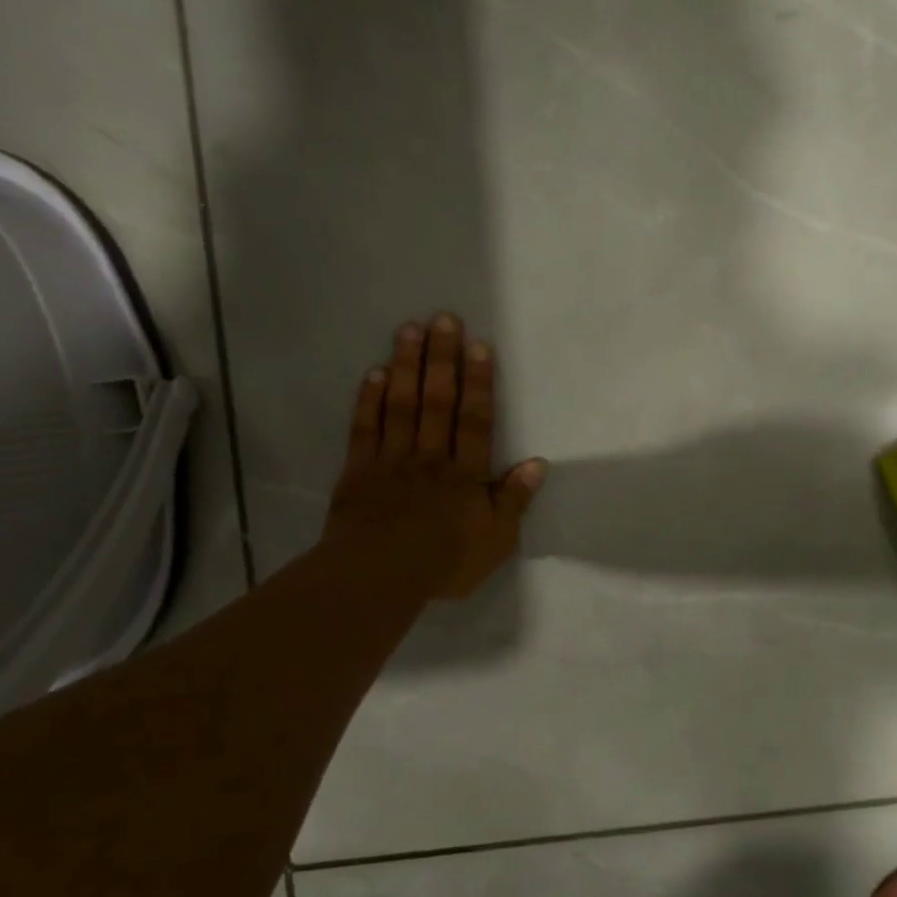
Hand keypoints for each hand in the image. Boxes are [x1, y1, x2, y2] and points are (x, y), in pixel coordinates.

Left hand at [324, 314, 546, 599]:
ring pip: (402, 405)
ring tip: (409, 329)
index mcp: (466, 474)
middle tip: (443, 318)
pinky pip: (366, 428)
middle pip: (438, 401)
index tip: (479, 345)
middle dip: (442, 359)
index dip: (479, 382)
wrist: (378, 578)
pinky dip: (369, 399)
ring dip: (407, 366)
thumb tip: (537, 463)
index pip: (476, 420)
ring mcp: (392, 460)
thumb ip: (514, 500)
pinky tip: (375, 372)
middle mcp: (431, 457)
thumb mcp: (496, 540)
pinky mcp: (359, 470)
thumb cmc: (444, 562)